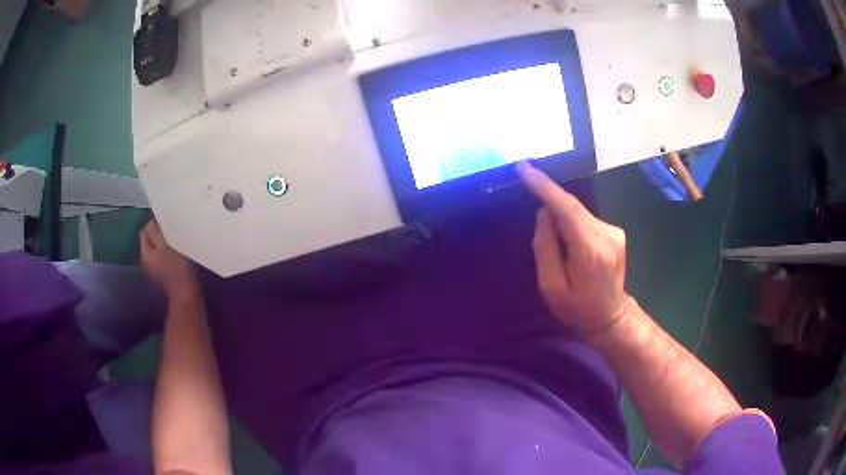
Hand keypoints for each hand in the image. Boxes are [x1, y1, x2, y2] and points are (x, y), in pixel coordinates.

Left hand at [139, 219, 199, 300]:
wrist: (186, 294)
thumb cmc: (177, 268)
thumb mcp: (166, 245)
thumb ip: (156, 231)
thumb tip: (152, 221)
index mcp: (145, 253)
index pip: (145, 231)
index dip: (154, 223)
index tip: (168, 221)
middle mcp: (147, 261)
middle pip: (150, 240)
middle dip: (159, 234)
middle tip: (173, 230)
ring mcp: (155, 269)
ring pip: (157, 249)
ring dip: (165, 243)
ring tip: (176, 241)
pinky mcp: (164, 275)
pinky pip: (163, 257)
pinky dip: (168, 253)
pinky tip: (178, 254)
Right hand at [517, 162, 632, 333]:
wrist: (611, 316)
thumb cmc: (578, 308)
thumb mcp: (551, 287)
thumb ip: (545, 248)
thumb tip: (545, 213)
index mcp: (590, 251)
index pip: (567, 209)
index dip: (545, 187)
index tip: (524, 169)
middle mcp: (607, 234)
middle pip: (572, 207)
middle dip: (550, 207)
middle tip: (539, 228)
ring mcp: (615, 231)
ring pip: (578, 212)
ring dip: (562, 221)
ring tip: (560, 251)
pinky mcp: (616, 231)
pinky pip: (586, 218)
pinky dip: (572, 224)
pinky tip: (572, 247)